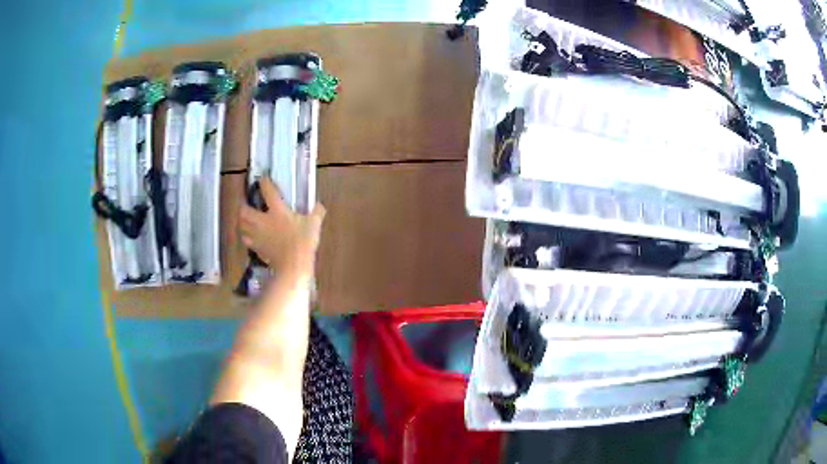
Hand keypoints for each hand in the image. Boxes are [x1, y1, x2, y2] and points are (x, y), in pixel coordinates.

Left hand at [239, 177, 325, 280]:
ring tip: (244, 220)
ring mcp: (258, 235)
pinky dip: (246, 237)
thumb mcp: (314, 225)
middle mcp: (263, 220)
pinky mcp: (257, 248)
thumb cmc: (303, 242)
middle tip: (245, 204)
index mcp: (277, 210)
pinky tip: (250, 237)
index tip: (262, 179)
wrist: (293, 266)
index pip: (268, 191)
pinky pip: (247, 240)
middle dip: (243, 206)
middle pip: (244, 210)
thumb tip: (319, 206)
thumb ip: (316, 213)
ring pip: (242, 226)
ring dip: (241, 221)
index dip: (264, 182)